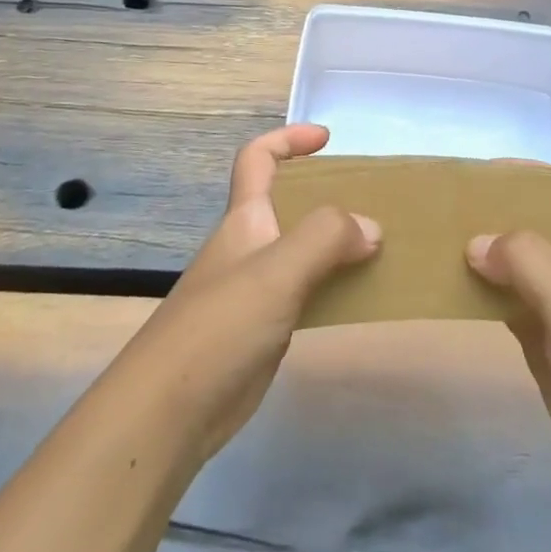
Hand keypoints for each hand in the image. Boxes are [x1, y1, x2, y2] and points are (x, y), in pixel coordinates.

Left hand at [114, 123, 380, 467]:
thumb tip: (371, 228)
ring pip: (301, 250)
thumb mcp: (276, 272)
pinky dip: (333, 286)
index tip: (329, 140)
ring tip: (381, 250)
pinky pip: (306, 292)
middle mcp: (248, 246)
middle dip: (328, 196)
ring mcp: (254, 289)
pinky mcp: (262, 329)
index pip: (258, 158)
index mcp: (244, 219)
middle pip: (287, 203)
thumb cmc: (220, 326)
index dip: (288, 139)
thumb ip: (325, 239)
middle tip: (373, 205)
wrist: (169, 412)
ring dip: (337, 245)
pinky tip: (359, 298)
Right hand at [467, 171, 550, 504]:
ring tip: (431, 244)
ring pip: (510, 260)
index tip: (473, 177)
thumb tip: (475, 243)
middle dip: (488, 209)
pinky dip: (477, 289)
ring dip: (477, 248)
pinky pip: (502, 299)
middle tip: (439, 210)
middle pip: (527, 219)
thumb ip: (526, 260)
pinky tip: (447, 290)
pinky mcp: (539, 338)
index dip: (521, 172)